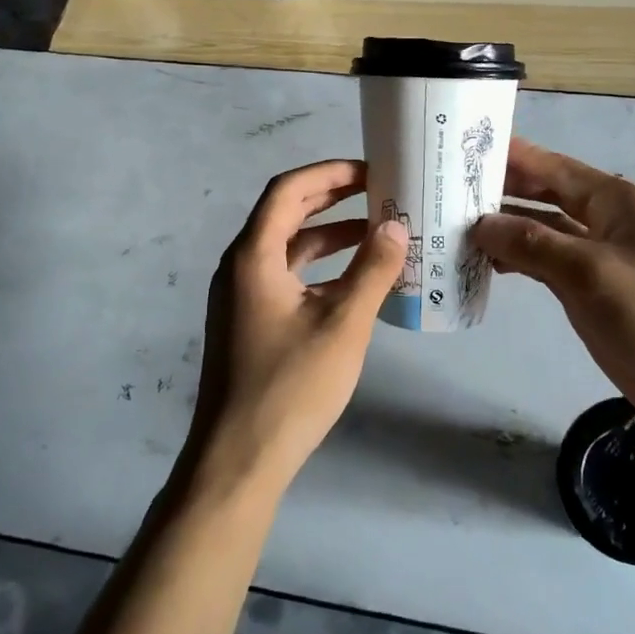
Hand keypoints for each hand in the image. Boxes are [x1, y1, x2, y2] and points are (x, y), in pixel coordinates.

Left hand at [187, 160, 408, 495]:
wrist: (238, 462)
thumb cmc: (290, 387)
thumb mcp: (343, 325)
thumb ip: (372, 270)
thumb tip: (396, 226)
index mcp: (253, 255)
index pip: (288, 190)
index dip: (329, 173)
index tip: (370, 171)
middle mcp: (241, 266)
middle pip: (286, 213)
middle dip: (332, 198)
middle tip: (379, 192)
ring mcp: (242, 297)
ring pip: (289, 248)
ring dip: (330, 235)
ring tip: (377, 232)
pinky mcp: (250, 322)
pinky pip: (287, 277)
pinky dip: (321, 269)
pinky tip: (356, 282)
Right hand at [470, 138, 634, 437]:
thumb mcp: (588, 272)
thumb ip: (532, 243)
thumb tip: (480, 224)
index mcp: (616, 201)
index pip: (554, 167)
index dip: (512, 156)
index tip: (465, 148)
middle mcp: (606, 219)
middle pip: (546, 194)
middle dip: (503, 190)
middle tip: (450, 188)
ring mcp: (599, 254)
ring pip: (543, 229)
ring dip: (507, 227)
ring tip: (457, 225)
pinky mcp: (591, 287)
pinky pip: (547, 260)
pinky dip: (520, 258)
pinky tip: (488, 262)